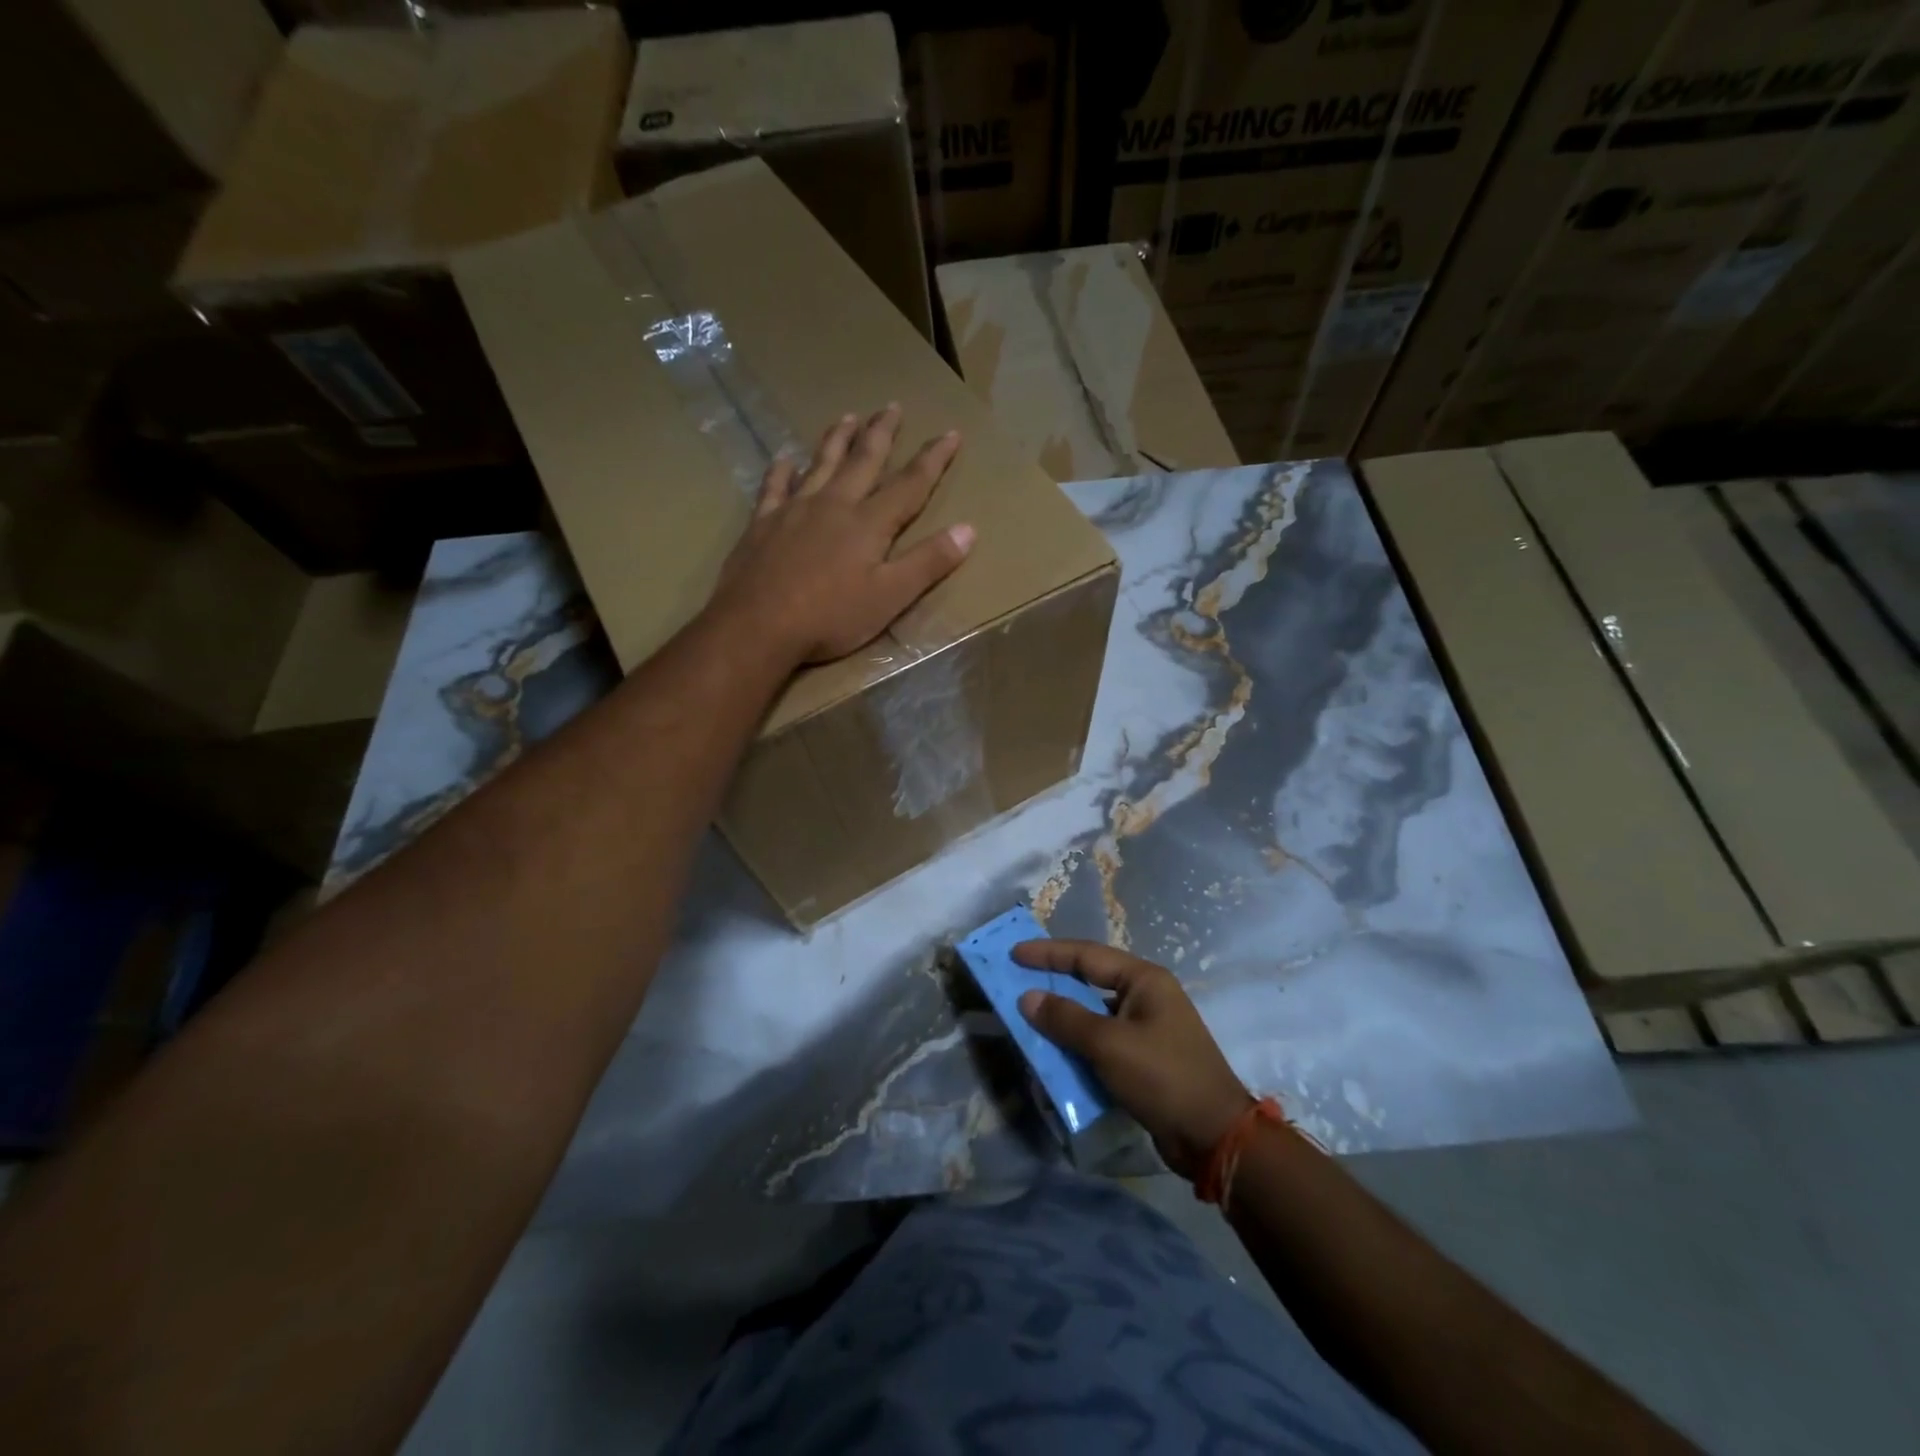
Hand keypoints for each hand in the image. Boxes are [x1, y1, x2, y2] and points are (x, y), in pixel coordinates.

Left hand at [711, 405, 973, 664]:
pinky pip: (774, 487)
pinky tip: (783, 459)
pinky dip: (781, 470)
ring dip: (837, 440)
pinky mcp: (762, 524)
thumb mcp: (890, 597)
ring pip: (820, 464)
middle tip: (892, 406)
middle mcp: (833, 505)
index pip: (910, 484)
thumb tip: (969, 530)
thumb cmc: (830, 617)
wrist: (757, 625)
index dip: (933, 459)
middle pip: (863, 461)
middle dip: (882, 433)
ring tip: (848, 417)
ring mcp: (794, 510)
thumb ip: (928, 563)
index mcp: (869, 524)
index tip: (951, 433)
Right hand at [1016, 940, 1251, 1179]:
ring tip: (1029, 1017)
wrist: (1214, 1137)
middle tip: (1017, 981)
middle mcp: (1147, 996)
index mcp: (1144, 980)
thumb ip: (1065, 1018)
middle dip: (1054, 982)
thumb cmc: (1162, 1077)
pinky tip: (1055, 1053)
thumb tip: (1028, 998)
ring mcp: (1148, 1028)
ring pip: (1095, 1013)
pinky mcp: (1145, 1058)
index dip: (1048, 953)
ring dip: (1064, 1017)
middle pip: (1090, 980)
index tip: (1014, 953)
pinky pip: (1102, 1040)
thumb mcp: (1108, 1044)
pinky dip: (1078, 1044)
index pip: (1087, 955)